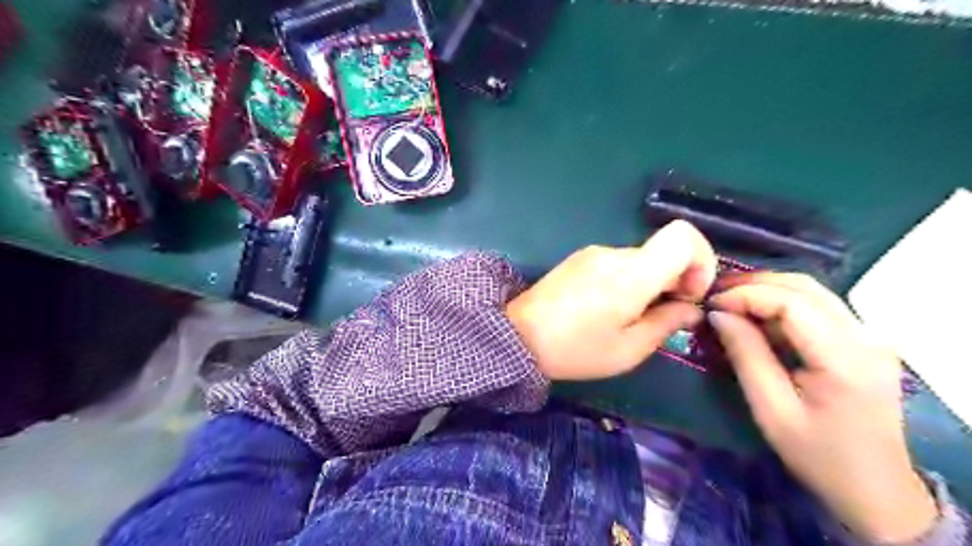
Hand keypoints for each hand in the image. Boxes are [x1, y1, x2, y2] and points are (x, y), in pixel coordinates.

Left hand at [506, 221, 714, 380]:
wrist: (517, 336)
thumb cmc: (575, 350)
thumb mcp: (628, 350)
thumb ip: (667, 323)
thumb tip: (691, 307)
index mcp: (631, 274)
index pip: (683, 236)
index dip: (701, 260)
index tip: (691, 294)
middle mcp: (614, 253)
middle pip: (663, 251)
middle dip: (676, 280)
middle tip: (663, 315)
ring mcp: (594, 253)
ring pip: (641, 259)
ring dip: (650, 282)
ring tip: (630, 316)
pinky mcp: (580, 258)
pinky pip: (618, 262)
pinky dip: (628, 280)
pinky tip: (608, 307)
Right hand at [712, 272, 938, 540]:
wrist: (875, 489)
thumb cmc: (818, 454)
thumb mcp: (771, 409)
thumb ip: (746, 355)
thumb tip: (718, 314)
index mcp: (845, 358)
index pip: (791, 302)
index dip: (746, 295)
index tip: (711, 304)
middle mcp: (866, 337)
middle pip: (804, 287)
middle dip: (754, 284)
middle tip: (715, 295)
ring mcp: (870, 336)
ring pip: (812, 291)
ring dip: (767, 290)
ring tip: (729, 301)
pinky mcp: (864, 341)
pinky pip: (818, 307)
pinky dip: (782, 304)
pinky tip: (757, 317)